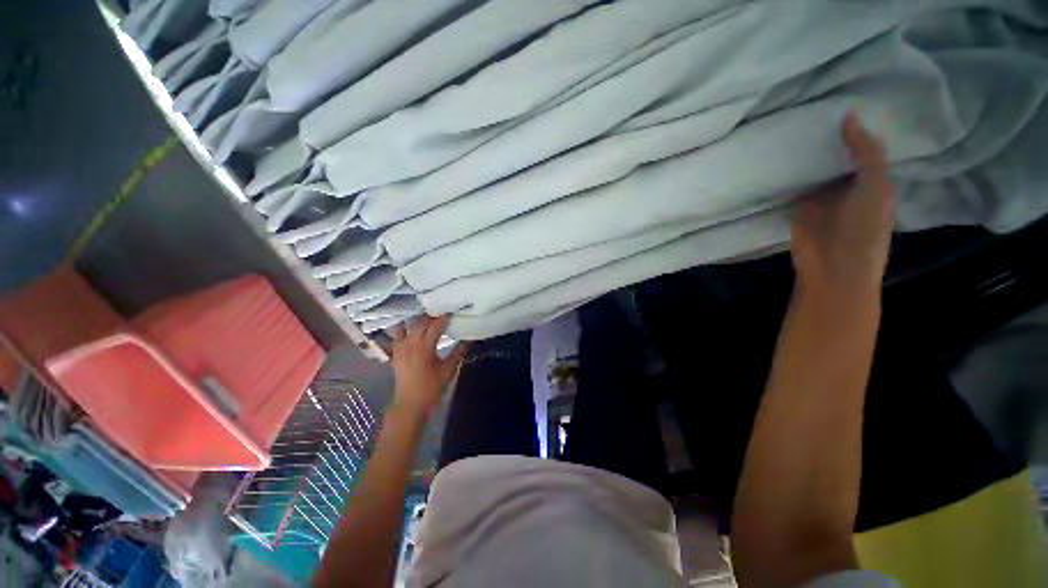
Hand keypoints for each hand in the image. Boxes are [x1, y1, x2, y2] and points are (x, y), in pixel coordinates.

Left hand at [389, 315, 466, 416]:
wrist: (410, 404)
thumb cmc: (431, 388)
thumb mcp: (449, 370)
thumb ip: (458, 352)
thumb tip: (468, 339)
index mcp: (425, 347)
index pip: (436, 325)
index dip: (445, 316)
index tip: (453, 310)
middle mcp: (410, 343)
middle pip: (421, 321)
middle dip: (432, 314)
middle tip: (443, 310)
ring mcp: (400, 347)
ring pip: (408, 325)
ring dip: (419, 318)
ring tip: (428, 314)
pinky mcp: (395, 352)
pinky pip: (397, 334)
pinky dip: (403, 327)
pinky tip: (409, 323)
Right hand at [791, 112, 897, 295]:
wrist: (832, 266)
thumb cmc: (864, 227)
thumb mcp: (876, 184)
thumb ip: (866, 152)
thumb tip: (849, 115)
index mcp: (874, 181)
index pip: (866, 149)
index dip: (858, 129)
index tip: (843, 102)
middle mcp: (848, 186)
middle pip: (837, 158)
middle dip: (827, 139)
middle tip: (812, 110)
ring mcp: (821, 198)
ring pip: (814, 171)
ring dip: (805, 157)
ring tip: (791, 126)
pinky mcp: (798, 208)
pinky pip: (793, 186)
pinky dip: (787, 175)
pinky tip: (777, 155)